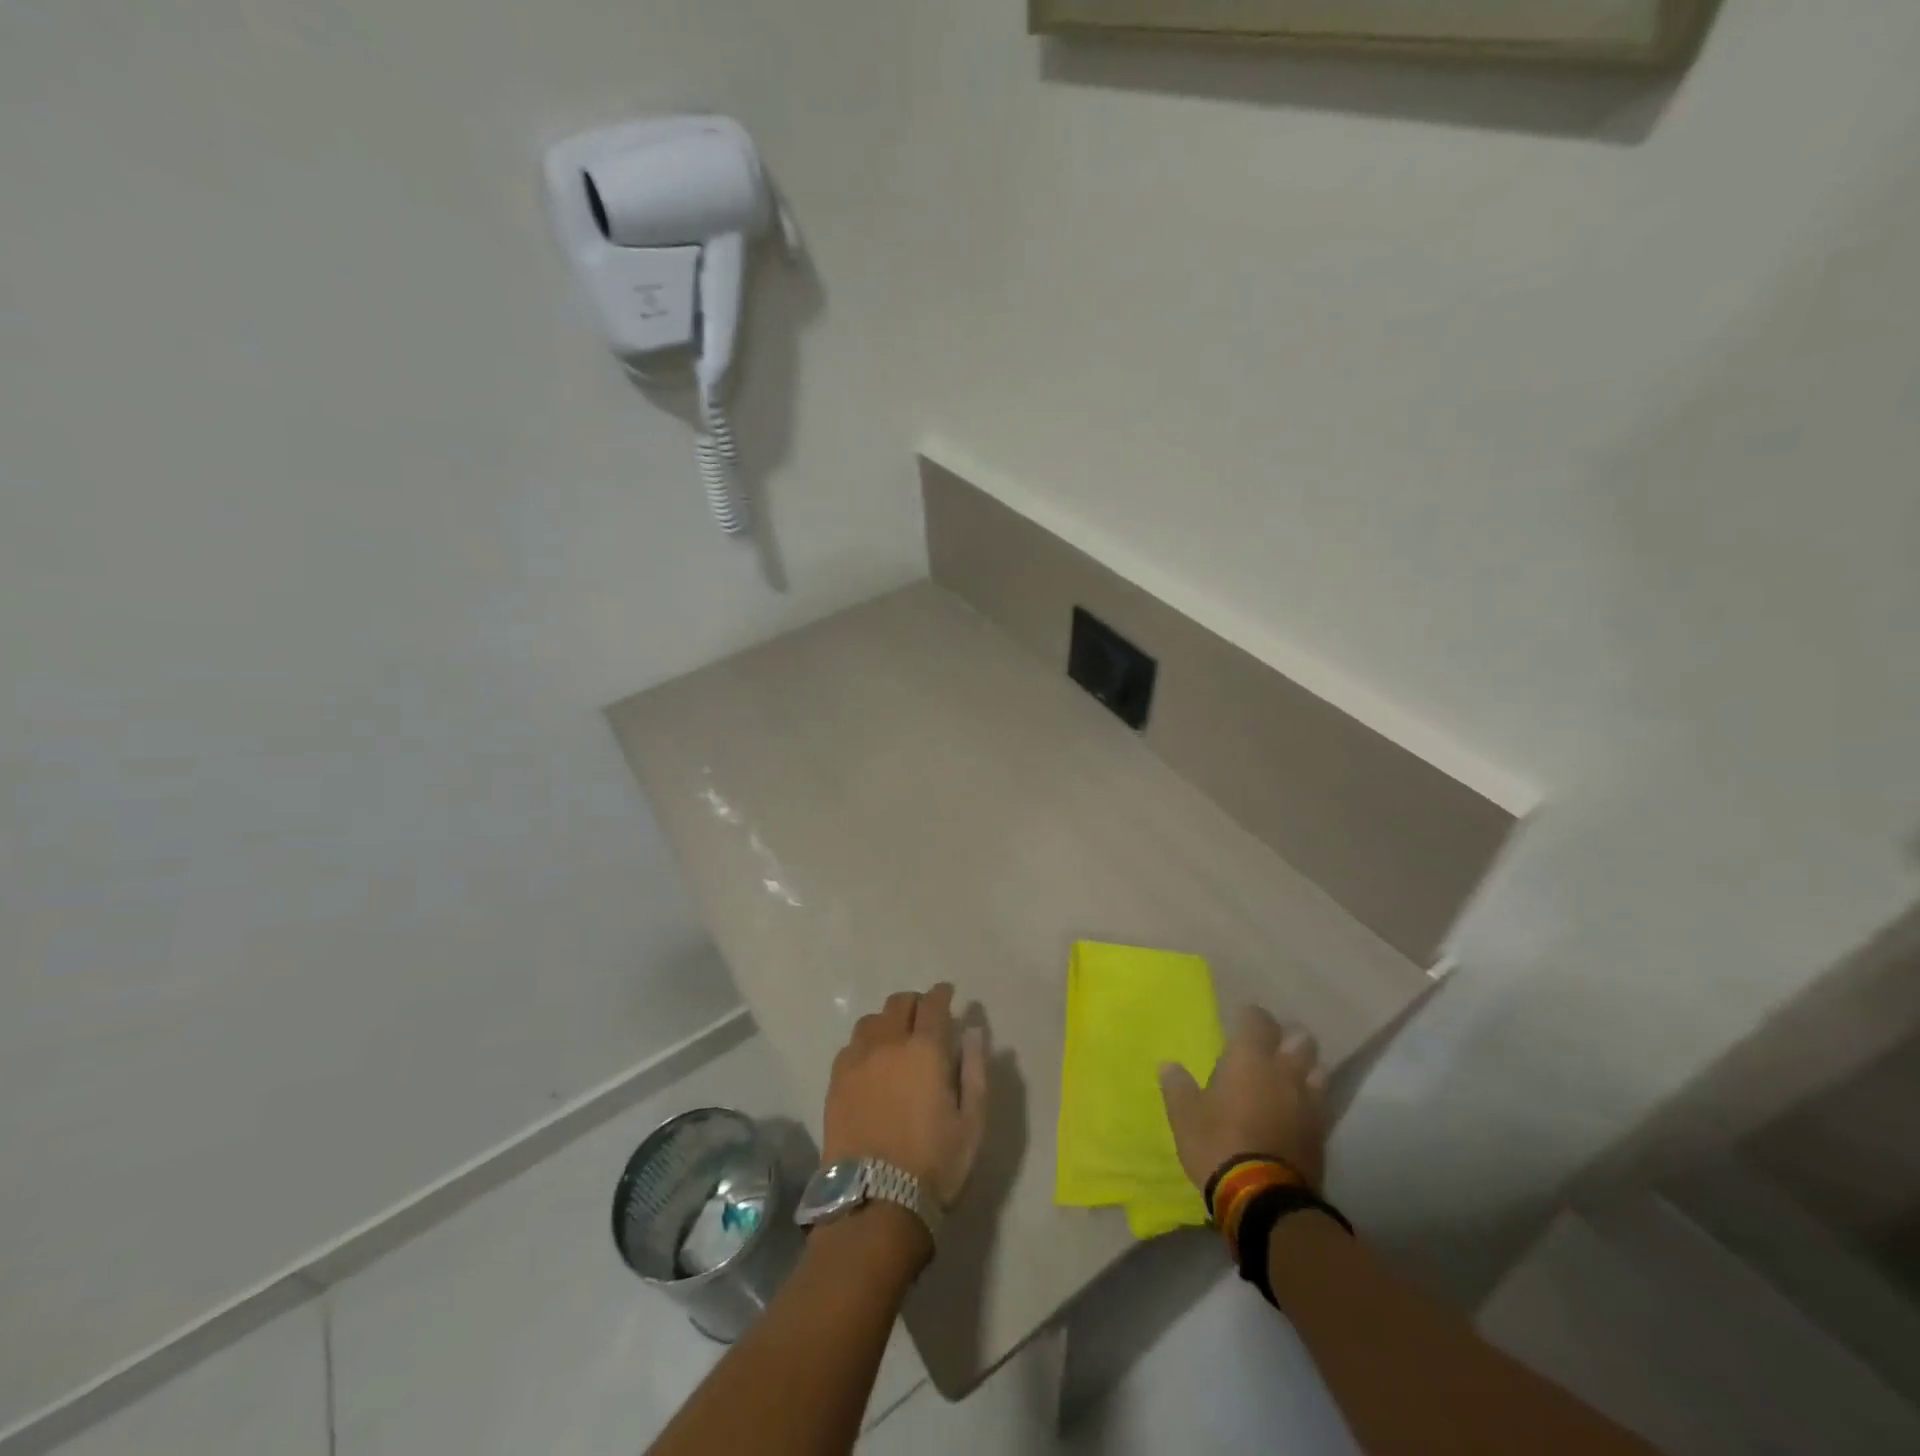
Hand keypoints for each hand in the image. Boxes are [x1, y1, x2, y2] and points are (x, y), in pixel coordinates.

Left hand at [821, 984, 988, 1208]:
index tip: (948, 994)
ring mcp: (857, 1060)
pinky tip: (871, 1062)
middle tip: (924, 1016)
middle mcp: (888, 1043)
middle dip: (915, 1003)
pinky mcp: (836, 1081)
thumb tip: (973, 1031)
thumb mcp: (972, 1122)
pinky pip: (850, 1046)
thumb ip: (975, 1070)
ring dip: (887, 1021)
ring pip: (871, 1021)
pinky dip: (865, 1044)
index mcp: (925, 1049)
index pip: (933, 1003)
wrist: (875, 1202)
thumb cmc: (934, 1164)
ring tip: (895, 1038)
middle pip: (898, 1003)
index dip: (942, 994)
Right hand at [1159, 1005, 1328, 1192]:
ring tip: (1292, 1076)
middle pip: (1301, 1040)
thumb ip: (1178, 1087)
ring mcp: (1308, 1104)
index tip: (1243, 1020)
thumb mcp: (1185, 1116)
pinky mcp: (1322, 1135)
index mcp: (1250, 1059)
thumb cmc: (1218, 1144)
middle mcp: (1284, 1073)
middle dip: (1290, 1037)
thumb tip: (1167, 1065)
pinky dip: (1312, 1101)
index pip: (1259, 1020)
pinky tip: (1300, 1110)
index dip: (1252, 1017)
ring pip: (1319, 1070)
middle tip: (1274, 1045)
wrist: (1264, 1199)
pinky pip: (1322, 1105)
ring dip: (1307, 1068)